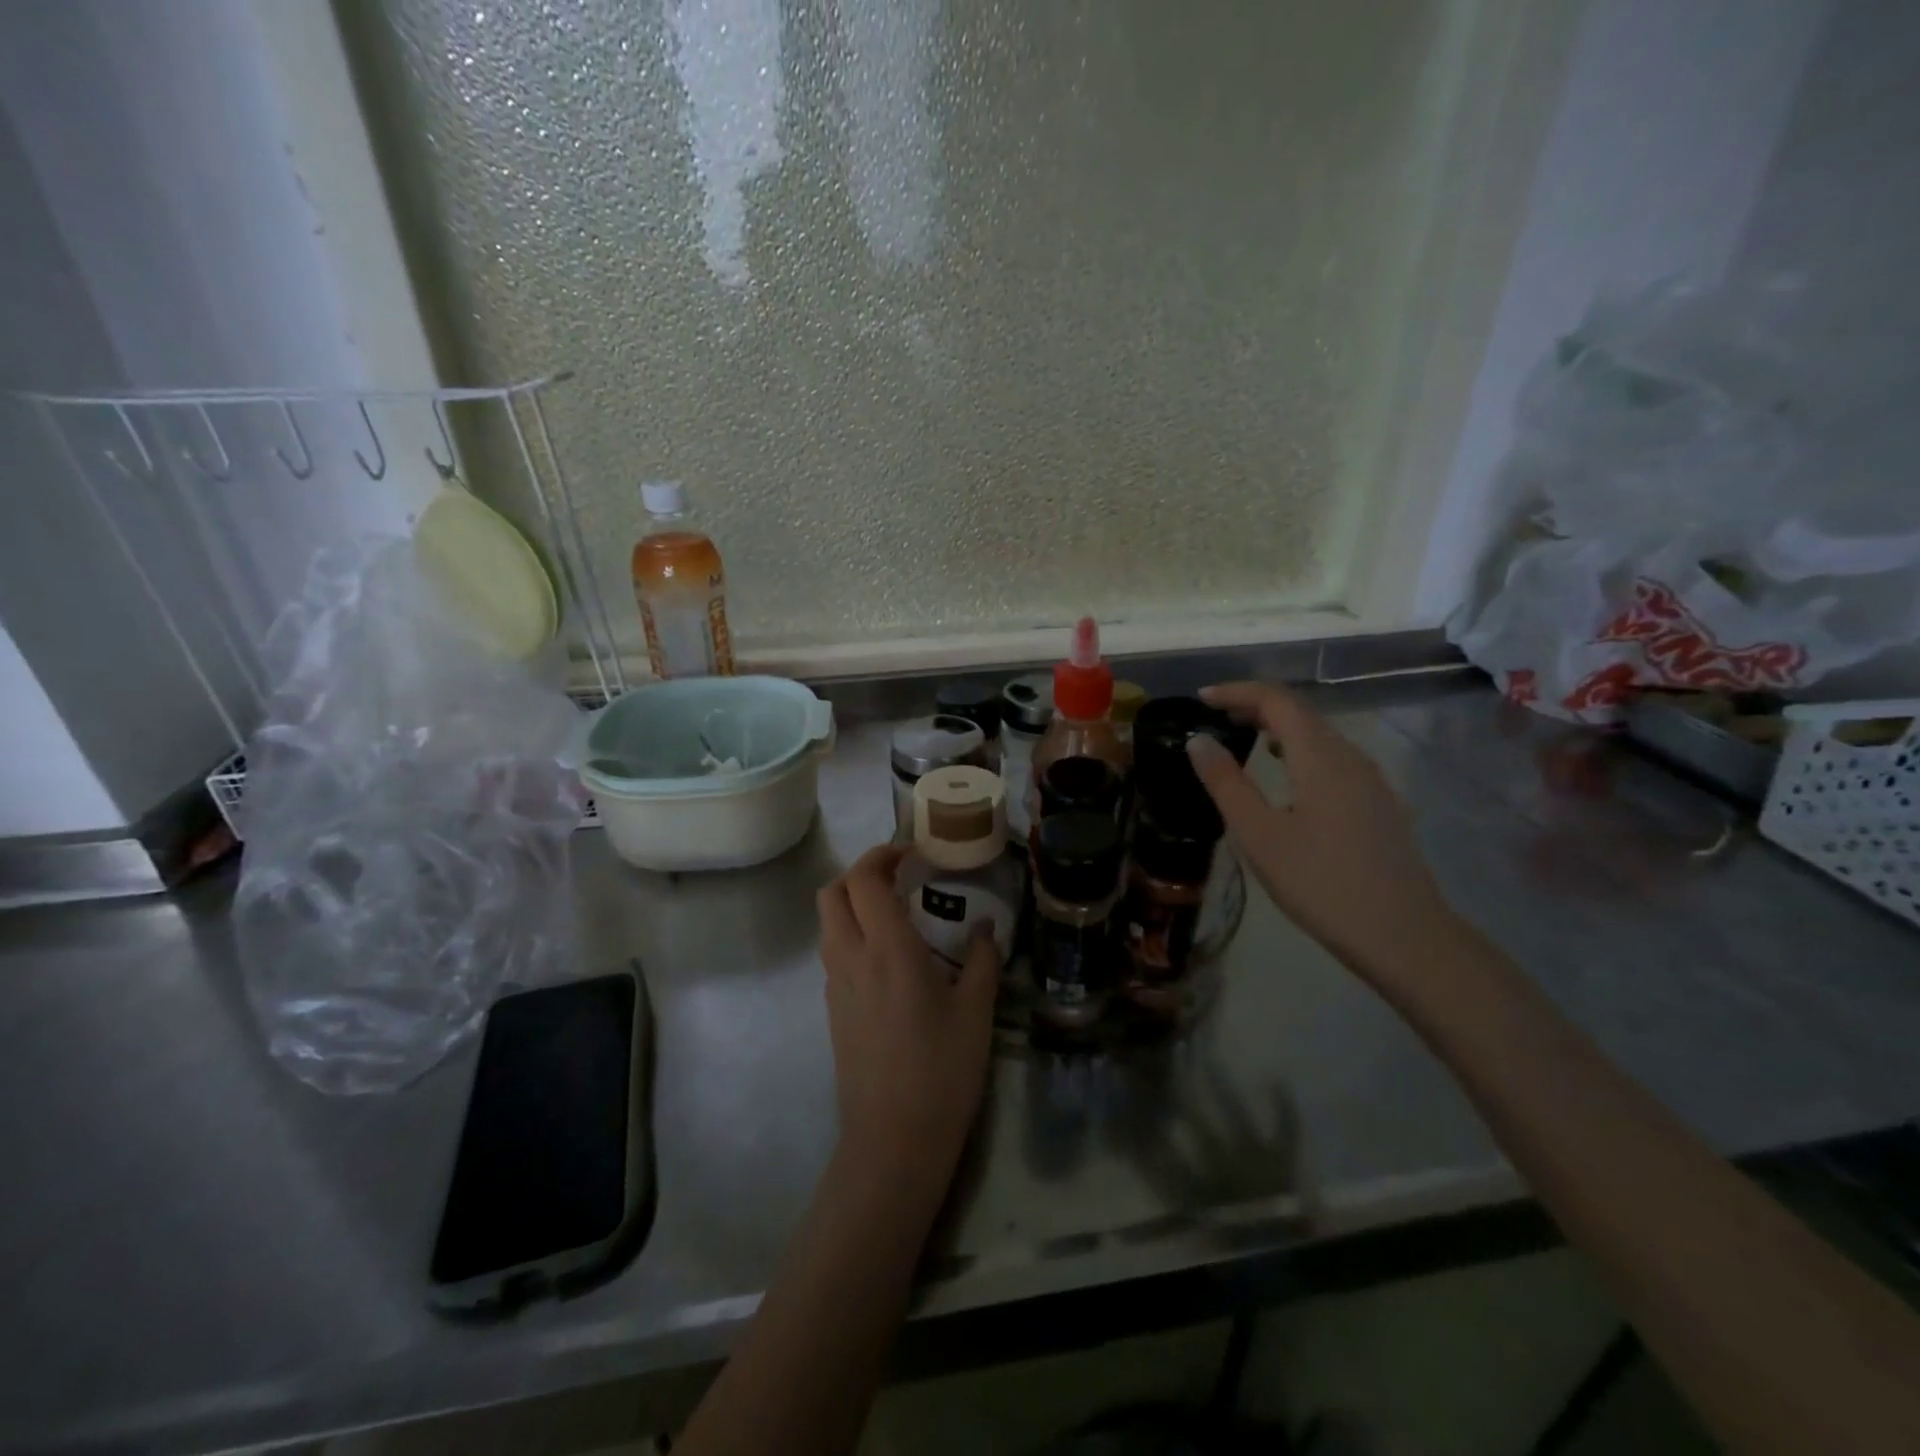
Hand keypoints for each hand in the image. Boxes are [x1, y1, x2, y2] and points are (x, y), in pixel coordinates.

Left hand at [817, 844, 1000, 1195]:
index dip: (884, 854)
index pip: (865, 879)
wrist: (893, 1141)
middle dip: (862, 872)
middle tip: (900, 875)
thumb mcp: (977, 1010)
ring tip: (897, 911)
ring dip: (854, 902)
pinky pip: (835, 952)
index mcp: (888, 949)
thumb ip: (982, 958)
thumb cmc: (942, 1070)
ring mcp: (835, 985)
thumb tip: (985, 926)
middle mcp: (851, 957)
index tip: (914, 852)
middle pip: (833, 892)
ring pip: (829, 922)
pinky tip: (890, 956)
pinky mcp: (832, 1009)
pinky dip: (854, 933)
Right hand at [1186, 682, 1460, 987]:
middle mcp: (1350, 756)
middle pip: (1300, 712)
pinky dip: (1299, 750)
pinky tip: (1286, 776)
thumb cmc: (1320, 883)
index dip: (1237, 692)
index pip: (1276, 700)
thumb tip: (1198, 740)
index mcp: (1320, 757)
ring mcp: (1370, 780)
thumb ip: (1226, 782)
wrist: (1402, 935)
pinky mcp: (1378, 802)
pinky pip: (1333, 758)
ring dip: (1278, 728)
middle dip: (1255, 706)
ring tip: (1243, 741)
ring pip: (1319, 735)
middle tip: (1215, 719)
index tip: (1201, 700)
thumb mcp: (1258, 834)